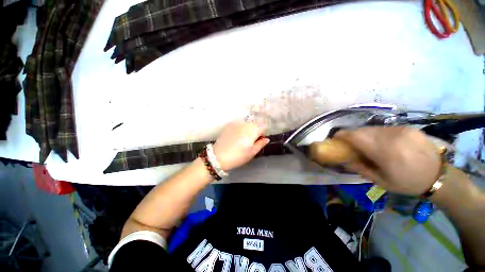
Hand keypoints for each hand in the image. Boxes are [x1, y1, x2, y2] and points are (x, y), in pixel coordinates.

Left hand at [213, 121, 269, 170]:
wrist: (218, 156)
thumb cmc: (238, 156)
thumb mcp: (252, 153)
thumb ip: (260, 144)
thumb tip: (267, 139)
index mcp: (252, 131)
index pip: (263, 127)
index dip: (263, 134)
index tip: (259, 140)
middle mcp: (245, 124)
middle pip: (255, 124)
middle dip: (255, 130)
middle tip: (251, 141)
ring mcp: (236, 124)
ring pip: (246, 124)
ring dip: (248, 129)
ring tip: (243, 138)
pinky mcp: (229, 125)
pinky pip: (238, 124)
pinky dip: (240, 128)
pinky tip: (236, 136)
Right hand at [334, 127, 442, 194]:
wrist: (439, 176)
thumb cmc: (408, 183)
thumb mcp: (380, 181)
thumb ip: (359, 168)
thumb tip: (343, 159)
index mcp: (385, 152)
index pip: (356, 136)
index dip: (342, 135)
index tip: (335, 138)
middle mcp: (392, 136)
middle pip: (362, 130)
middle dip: (351, 135)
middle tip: (348, 143)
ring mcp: (401, 130)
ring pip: (372, 128)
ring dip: (363, 134)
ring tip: (364, 143)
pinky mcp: (407, 128)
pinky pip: (383, 128)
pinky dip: (376, 133)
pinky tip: (380, 142)